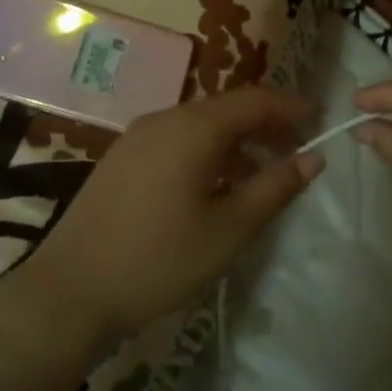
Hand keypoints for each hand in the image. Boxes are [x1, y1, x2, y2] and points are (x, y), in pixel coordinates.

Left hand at [15, 87, 321, 344]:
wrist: (70, 290)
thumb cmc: (159, 259)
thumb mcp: (229, 230)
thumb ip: (274, 188)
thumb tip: (313, 157)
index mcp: (194, 127)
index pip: (255, 100)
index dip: (291, 106)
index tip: (322, 119)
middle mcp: (165, 118)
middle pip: (227, 108)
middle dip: (267, 124)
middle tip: (299, 148)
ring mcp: (138, 136)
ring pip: (201, 124)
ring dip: (238, 140)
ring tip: (263, 172)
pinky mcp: (123, 157)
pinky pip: (177, 139)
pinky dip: (208, 151)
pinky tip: (217, 184)